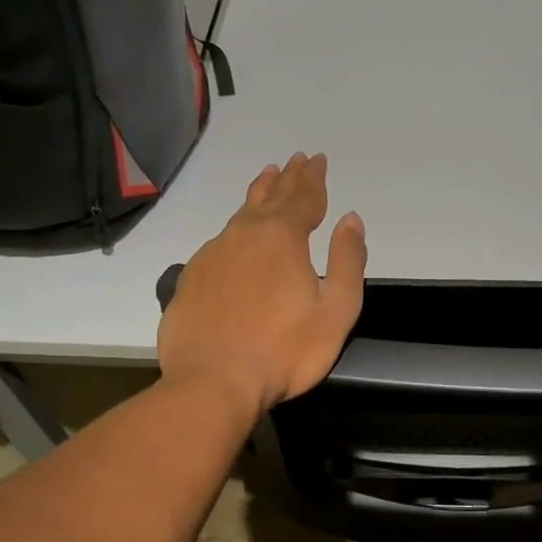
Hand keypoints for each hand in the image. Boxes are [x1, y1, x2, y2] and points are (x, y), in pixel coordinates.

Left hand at [158, 153, 365, 418]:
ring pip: (240, 215)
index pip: (303, 197)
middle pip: (269, 197)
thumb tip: (351, 219)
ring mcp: (212, 255)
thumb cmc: (284, 350)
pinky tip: (236, 237)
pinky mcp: (191, 278)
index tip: (318, 159)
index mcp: (282, 237)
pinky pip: (220, 242)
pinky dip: (235, 231)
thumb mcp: (336, 310)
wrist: (212, 382)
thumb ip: (348, 261)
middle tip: (295, 160)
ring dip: (258, 195)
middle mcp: (243, 235)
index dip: (314, 178)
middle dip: (287, 178)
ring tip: (266, 180)